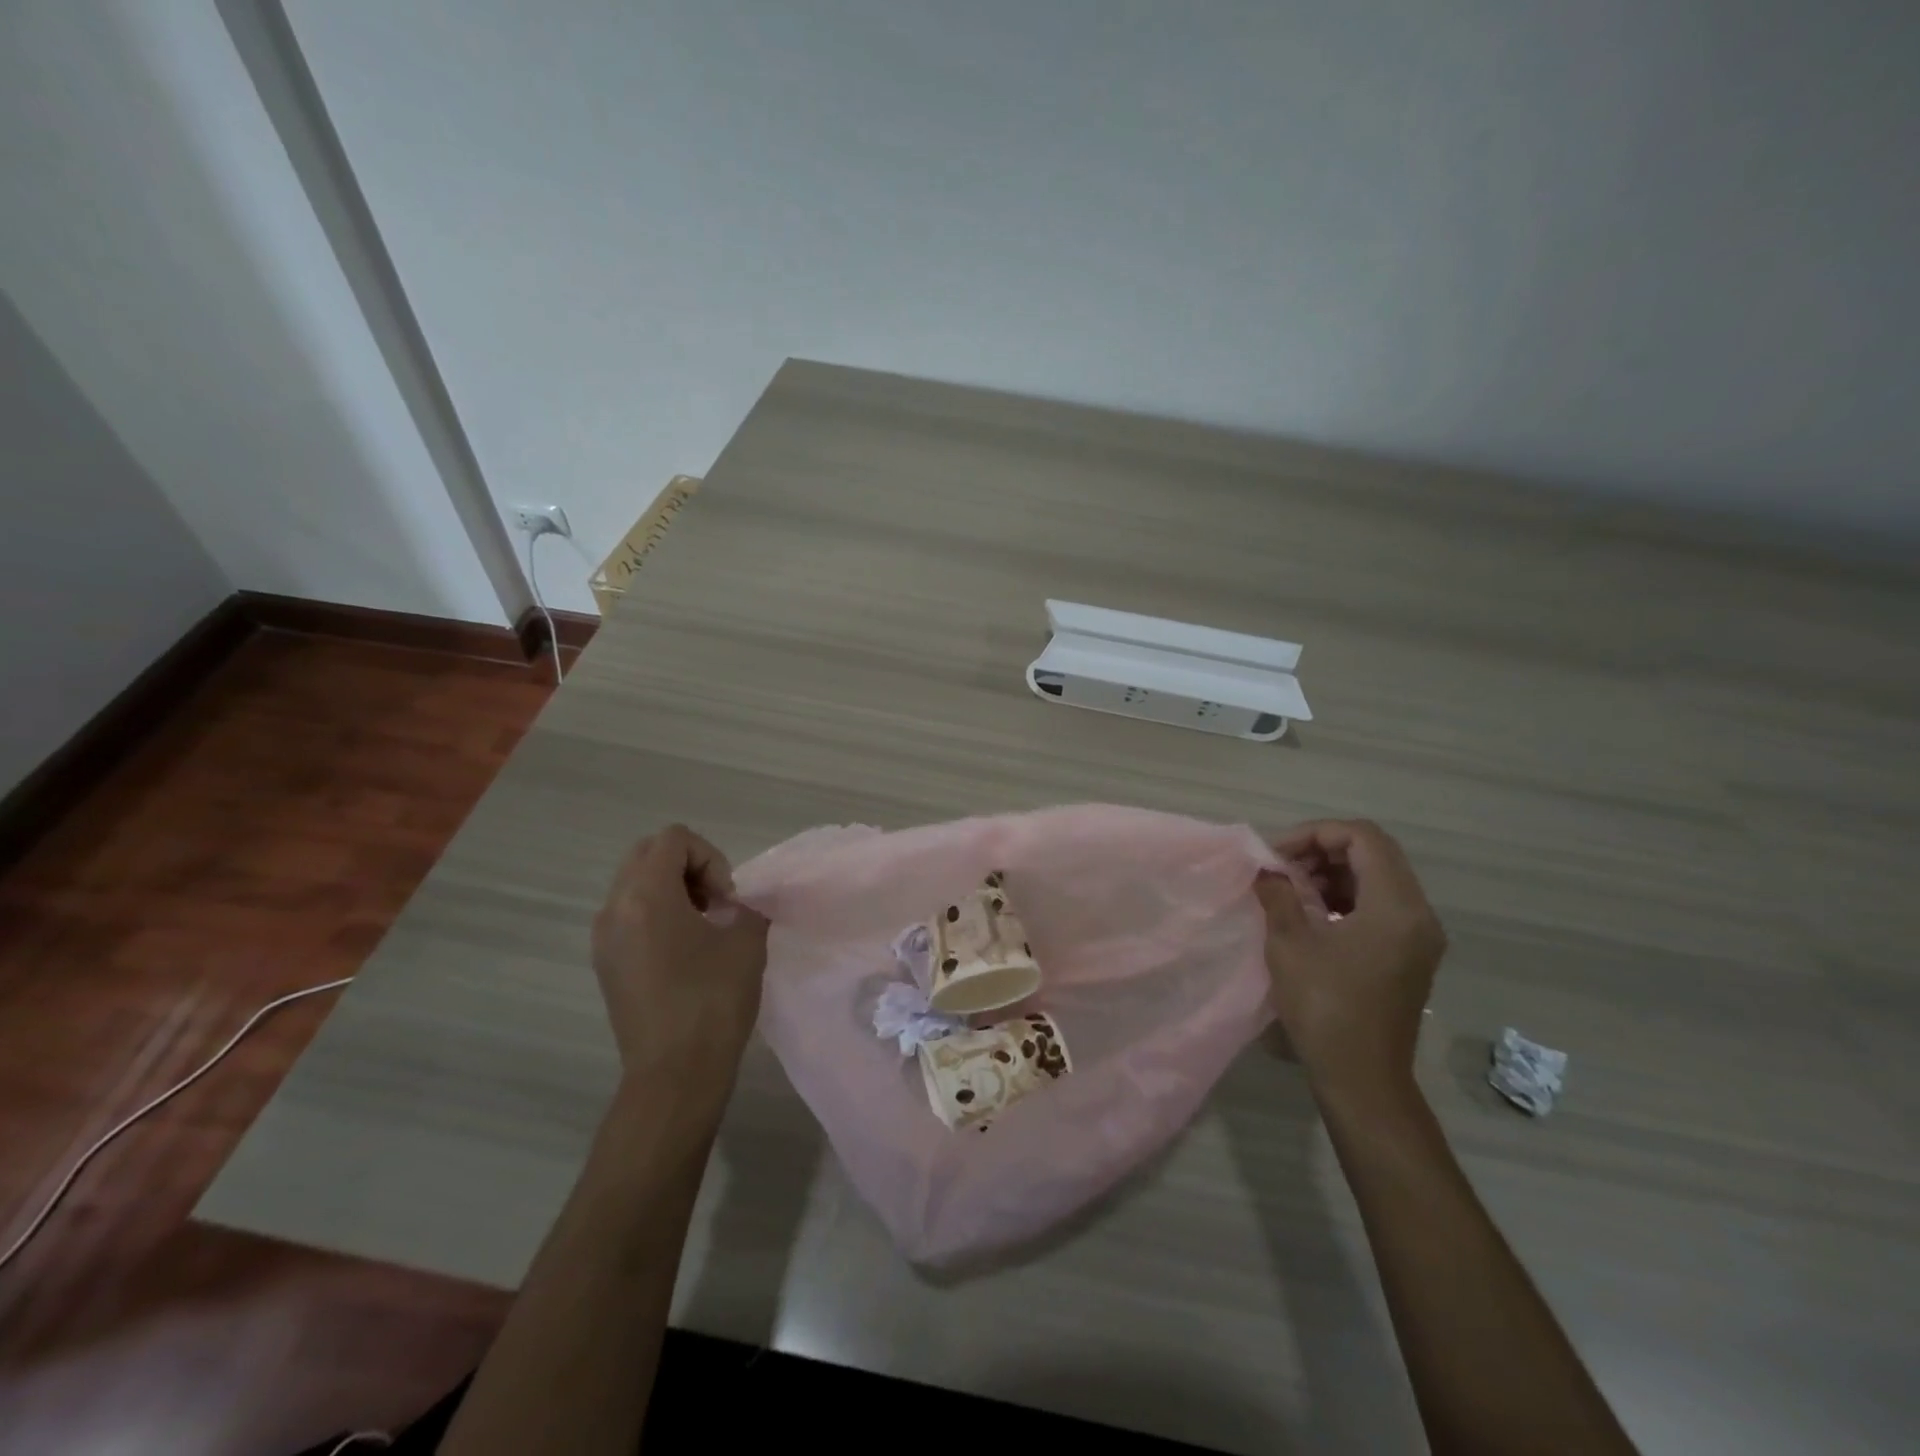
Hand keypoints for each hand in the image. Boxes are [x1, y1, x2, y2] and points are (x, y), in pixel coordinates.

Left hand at [591, 825, 768, 1083]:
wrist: (675, 1073)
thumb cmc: (712, 1001)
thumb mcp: (745, 942)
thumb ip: (745, 908)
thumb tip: (737, 907)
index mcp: (646, 895)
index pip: (674, 839)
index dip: (711, 857)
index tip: (726, 900)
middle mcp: (614, 908)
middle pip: (648, 854)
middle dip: (688, 867)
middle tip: (715, 903)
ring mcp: (603, 937)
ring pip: (635, 884)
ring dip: (672, 890)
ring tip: (702, 927)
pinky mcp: (605, 963)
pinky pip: (628, 914)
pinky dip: (656, 914)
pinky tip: (683, 951)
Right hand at [1255, 819, 1446, 1107]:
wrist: (1362, 1078)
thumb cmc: (1325, 1007)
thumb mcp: (1290, 943)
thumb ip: (1278, 894)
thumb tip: (1267, 871)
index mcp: (1396, 906)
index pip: (1363, 837)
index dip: (1315, 833)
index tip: (1277, 855)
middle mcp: (1418, 914)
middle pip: (1374, 853)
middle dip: (1322, 850)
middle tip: (1281, 869)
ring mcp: (1419, 936)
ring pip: (1378, 878)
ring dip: (1333, 873)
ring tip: (1291, 890)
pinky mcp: (1410, 955)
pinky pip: (1380, 905)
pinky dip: (1345, 897)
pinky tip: (1312, 915)